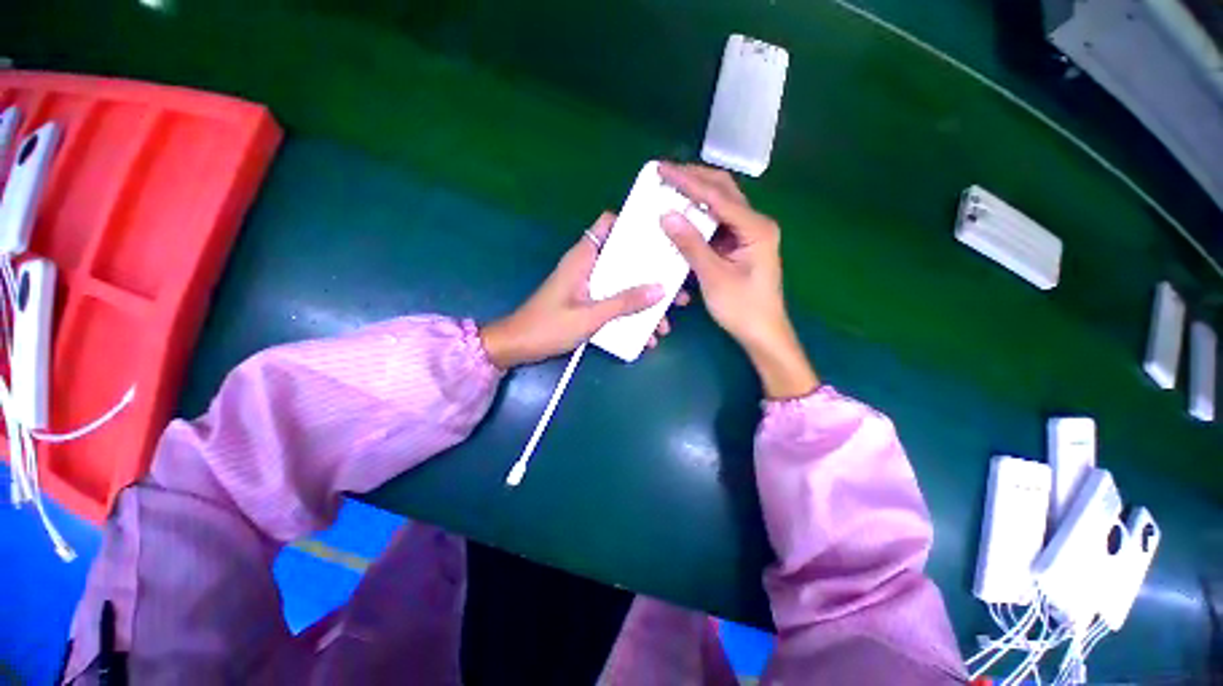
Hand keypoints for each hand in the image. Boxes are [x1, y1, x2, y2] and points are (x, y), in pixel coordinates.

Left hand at [480, 212, 689, 368]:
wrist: (518, 347)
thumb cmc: (549, 327)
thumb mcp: (590, 316)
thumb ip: (624, 303)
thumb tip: (660, 289)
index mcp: (584, 257)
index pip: (609, 224)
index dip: (634, 224)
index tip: (662, 236)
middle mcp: (588, 265)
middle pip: (626, 259)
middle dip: (652, 275)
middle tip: (677, 290)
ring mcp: (589, 285)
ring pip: (624, 284)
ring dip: (644, 302)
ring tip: (666, 324)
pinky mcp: (588, 302)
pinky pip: (615, 302)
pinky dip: (630, 316)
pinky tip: (645, 337)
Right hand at [658, 162, 817, 398]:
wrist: (763, 333)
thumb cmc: (742, 308)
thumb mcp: (713, 276)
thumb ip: (691, 244)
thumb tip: (666, 214)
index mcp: (755, 228)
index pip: (717, 197)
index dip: (687, 182)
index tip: (662, 169)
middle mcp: (755, 223)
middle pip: (724, 190)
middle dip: (694, 179)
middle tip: (665, 173)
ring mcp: (749, 233)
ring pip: (722, 203)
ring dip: (697, 193)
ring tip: (670, 186)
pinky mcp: (741, 245)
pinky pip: (719, 221)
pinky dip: (700, 214)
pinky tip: (684, 212)